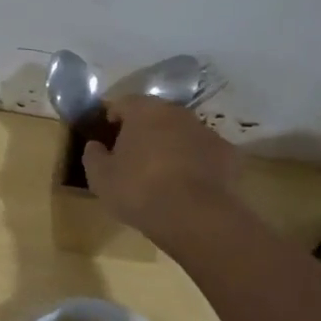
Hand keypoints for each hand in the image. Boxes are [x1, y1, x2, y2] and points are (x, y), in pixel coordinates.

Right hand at [81, 95, 240, 240]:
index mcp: (144, 111)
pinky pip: (203, 153)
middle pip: (154, 115)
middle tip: (132, 157)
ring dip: (170, 145)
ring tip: (161, 174)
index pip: (122, 104)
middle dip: (143, 131)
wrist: (195, 216)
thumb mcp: (100, 178)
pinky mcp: (226, 153)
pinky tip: (188, 185)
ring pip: (181, 133)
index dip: (111, 119)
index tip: (106, 139)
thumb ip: (93, 155)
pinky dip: (195, 163)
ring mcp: (205, 131)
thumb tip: (95, 145)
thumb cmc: (139, 191)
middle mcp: (177, 112)